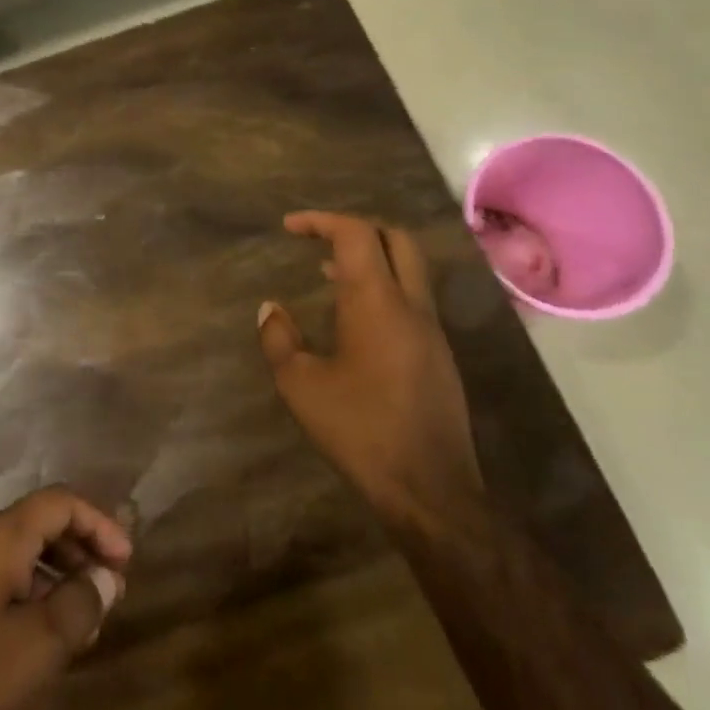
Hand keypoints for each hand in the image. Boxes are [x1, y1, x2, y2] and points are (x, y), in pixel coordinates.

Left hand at [0, 488, 130, 709]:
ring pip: (23, 557)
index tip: (127, 561)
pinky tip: (47, 642)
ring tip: (88, 620)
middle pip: (41, 524)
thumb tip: (109, 577)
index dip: (98, 522)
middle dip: (82, 548)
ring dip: (61, 577)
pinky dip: (35, 600)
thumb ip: (79, 605)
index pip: (59, 502)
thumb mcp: (36, 647)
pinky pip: (5, 587)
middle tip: (112, 589)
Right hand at [259, 211, 482, 529]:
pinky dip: (384, 288)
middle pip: (396, 239)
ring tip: (328, 273)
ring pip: (409, 269)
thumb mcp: (301, 385)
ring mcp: (432, 331)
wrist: (430, 489)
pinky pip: (413, 299)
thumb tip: (270, 309)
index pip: (356, 234)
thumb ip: (279, 339)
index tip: (289, 227)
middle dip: (356, 228)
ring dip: (371, 259)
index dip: (321, 220)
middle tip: (319, 239)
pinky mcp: (439, 356)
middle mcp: (411, 305)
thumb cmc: (360, 429)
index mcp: (377, 302)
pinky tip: (355, 320)